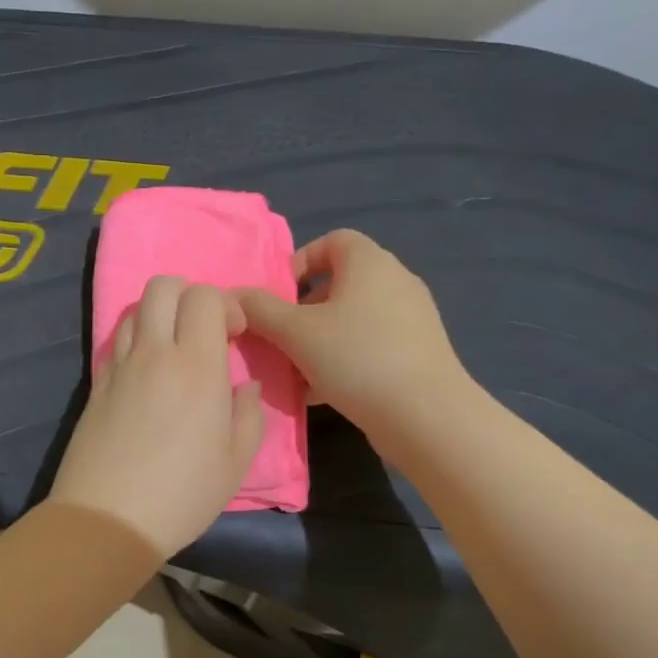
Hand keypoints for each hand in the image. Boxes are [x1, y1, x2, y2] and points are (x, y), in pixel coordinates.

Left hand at [50, 278, 264, 558]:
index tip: (235, 335)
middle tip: (204, 331)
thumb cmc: (182, 495)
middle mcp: (154, 353)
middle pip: (162, 286)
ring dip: (158, 316)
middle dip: (188, 294)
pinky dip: (134, 341)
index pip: (204, 297)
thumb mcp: (236, 461)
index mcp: (196, 366)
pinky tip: (146, 375)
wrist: (107, 519)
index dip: (225, 304)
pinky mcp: (96, 385)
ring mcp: (119, 367)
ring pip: (134, 310)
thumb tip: (243, 385)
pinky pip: (115, 342)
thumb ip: (248, 413)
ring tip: (173, 351)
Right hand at [238, 229, 478, 447]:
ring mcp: (412, 318)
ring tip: (298, 371)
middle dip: (304, 310)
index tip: (279, 298)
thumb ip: (259, 309)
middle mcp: (396, 281)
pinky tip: (324, 392)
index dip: (300, 263)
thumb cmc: (357, 359)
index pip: (332, 241)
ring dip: (320, 339)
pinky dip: (345, 359)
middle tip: (282, 338)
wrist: (426, 416)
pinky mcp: (418, 352)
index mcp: (370, 263)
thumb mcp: (295, 332)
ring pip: (353, 319)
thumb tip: (231, 296)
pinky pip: (371, 344)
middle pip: (340, 283)